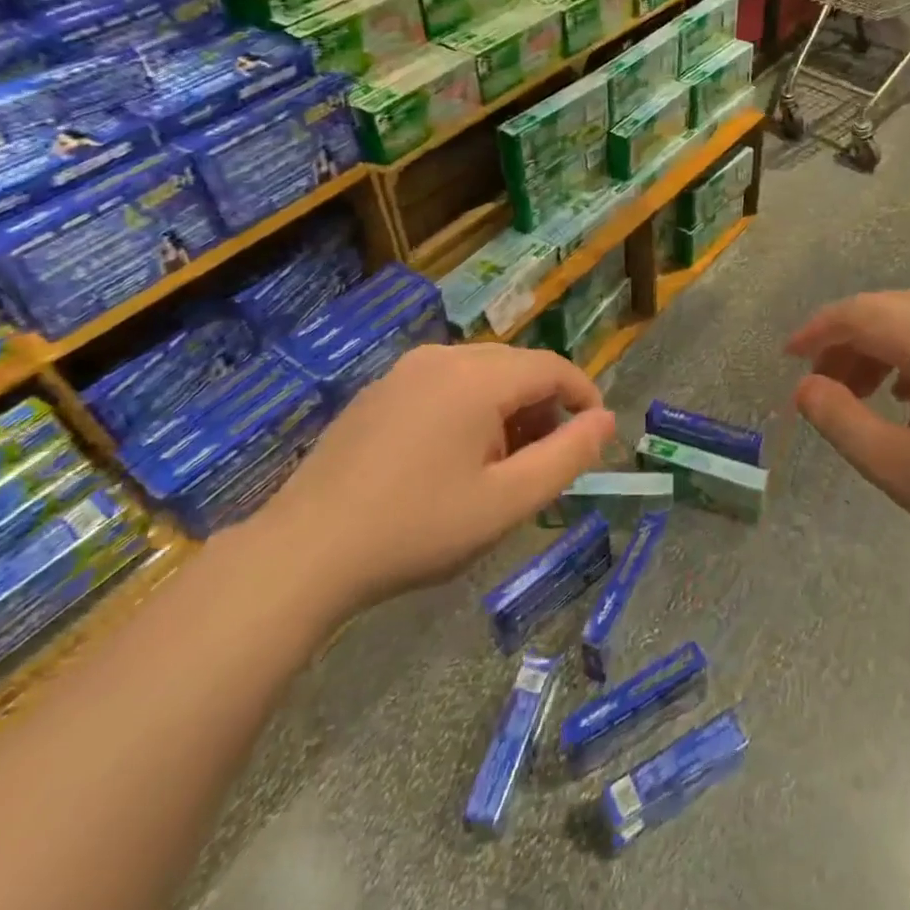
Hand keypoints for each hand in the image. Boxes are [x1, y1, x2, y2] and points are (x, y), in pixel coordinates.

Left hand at [254, 344, 615, 619]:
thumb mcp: (508, 501)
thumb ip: (567, 456)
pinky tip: (452, 459)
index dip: (584, 395)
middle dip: (544, 406)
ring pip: (480, 373)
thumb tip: (605, 420)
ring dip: (507, 408)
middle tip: (547, 460)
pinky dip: (469, 408)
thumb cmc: (418, 528)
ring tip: (501, 465)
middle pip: (517, 366)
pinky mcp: (377, 391)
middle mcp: (442, 358)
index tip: (594, 436)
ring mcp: (403, 371)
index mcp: (478, 377)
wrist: (304, 552)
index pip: (553, 367)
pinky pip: (444, 383)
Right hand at [787, 291, 909, 576]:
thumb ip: (843, 423)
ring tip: (864, 397)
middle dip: (847, 343)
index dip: (817, 332)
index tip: (788, 360)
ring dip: (883, 349)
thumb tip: (806, 389)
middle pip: (890, 310)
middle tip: (822, 390)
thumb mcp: (906, 471)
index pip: (860, 313)